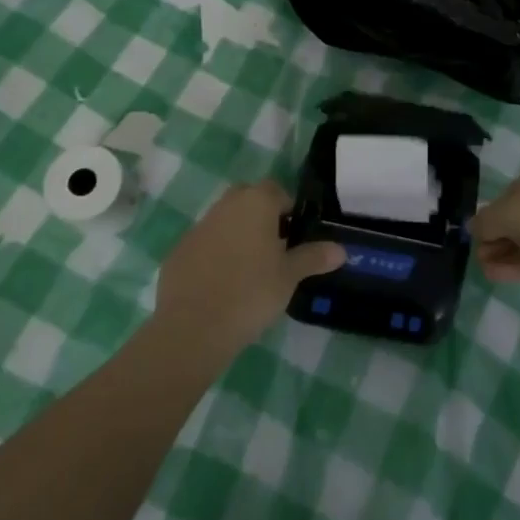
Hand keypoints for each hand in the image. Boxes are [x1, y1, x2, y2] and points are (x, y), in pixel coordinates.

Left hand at [154, 181, 345, 347]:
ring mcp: (198, 227)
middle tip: (275, 250)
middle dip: (262, 217)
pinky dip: (215, 255)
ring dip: (237, 235)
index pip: (278, 191)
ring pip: (225, 220)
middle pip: (249, 200)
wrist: (192, 328)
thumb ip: (314, 257)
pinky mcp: (178, 250)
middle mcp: (226, 205)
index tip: (295, 238)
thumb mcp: (289, 276)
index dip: (289, 211)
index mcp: (256, 202)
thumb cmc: (251, 293)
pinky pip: (205, 244)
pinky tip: (221, 284)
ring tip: (249, 270)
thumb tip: (341, 249)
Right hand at [472, 148, 519, 285]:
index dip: (496, 212)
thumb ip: (484, 221)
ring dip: (510, 252)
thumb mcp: (504, 214)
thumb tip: (474, 228)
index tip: (482, 233)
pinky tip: (501, 276)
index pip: (517, 187)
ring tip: (487, 271)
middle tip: (482, 255)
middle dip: (501, 237)